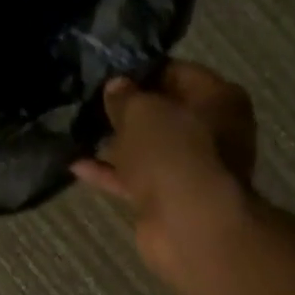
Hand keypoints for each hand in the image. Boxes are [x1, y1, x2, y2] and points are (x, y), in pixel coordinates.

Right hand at [73, 62, 256, 292]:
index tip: (107, 72)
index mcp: (218, 98)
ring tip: (78, 130)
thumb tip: (116, 86)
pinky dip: (110, 172)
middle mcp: (212, 131)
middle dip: (127, 109)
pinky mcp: (169, 197)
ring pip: (148, 148)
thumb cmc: (173, 152)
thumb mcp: (141, 111)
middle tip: (89, 100)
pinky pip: (136, 178)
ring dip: (116, 143)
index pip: (177, 72)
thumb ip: (125, 96)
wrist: (189, 223)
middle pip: (164, 112)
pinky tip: (76, 165)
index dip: (141, 71)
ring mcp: (191, 168)